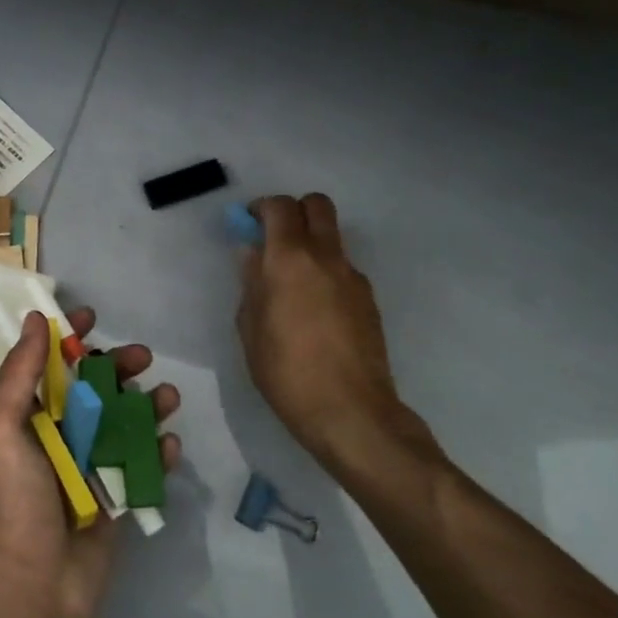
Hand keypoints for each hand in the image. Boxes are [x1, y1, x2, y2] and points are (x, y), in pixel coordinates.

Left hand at [0, 308, 180, 617]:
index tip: (92, 317)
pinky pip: (142, 466)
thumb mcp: (0, 429)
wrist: (32, 589)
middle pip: (94, 389)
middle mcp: (58, 437)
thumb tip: (34, 320)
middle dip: (118, 367)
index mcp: (27, 419)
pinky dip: (158, 451)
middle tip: (142, 357)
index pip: (49, 366)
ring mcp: (89, 468)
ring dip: (147, 404)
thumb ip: (18, 374)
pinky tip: (170, 444)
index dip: (69, 338)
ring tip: (168, 396)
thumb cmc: (12, 502)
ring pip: (123, 422)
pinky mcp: (115, 500)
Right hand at [237, 193, 438, 471]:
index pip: (280, 207)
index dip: (262, 208)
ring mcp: (353, 277)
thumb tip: (253, 256)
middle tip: (275, 238)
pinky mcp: (369, 300)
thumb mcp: (250, 328)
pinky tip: (315, 311)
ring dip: (312, 244)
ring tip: (293, 284)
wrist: (351, 413)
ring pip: (332, 237)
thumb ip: (252, 283)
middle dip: (294, 211)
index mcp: (290, 259)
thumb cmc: (286, 371)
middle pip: (317, 205)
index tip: (248, 223)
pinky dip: (326, 273)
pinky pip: (342, 269)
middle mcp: (326, 257)